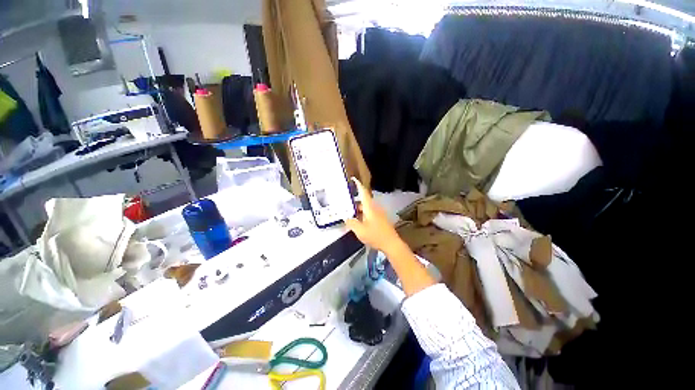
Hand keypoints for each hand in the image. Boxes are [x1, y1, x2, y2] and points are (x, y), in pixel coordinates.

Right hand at [345, 178, 403, 253]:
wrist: (392, 244)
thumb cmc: (376, 235)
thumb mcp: (360, 231)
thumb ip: (351, 223)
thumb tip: (346, 218)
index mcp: (370, 207)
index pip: (363, 192)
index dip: (358, 185)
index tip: (353, 179)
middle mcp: (375, 207)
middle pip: (363, 200)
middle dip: (354, 202)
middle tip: (345, 204)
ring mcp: (379, 213)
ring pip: (366, 207)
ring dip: (358, 209)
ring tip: (350, 215)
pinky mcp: (381, 219)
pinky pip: (370, 213)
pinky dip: (363, 214)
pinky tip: (359, 222)